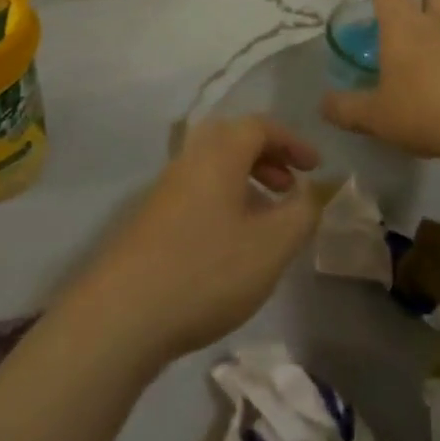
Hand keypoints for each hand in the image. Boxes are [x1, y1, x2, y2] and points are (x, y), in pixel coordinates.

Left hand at [71, 116, 321, 366]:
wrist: (123, 314)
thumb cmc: (207, 271)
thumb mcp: (271, 246)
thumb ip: (302, 213)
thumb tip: (310, 192)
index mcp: (218, 154)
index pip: (259, 126)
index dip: (292, 141)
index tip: (316, 168)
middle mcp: (188, 160)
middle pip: (232, 140)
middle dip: (267, 157)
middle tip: (290, 187)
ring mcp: (165, 189)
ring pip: (213, 168)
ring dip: (246, 181)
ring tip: (267, 217)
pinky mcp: (151, 219)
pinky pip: (197, 191)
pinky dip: (224, 201)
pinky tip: (233, 243)